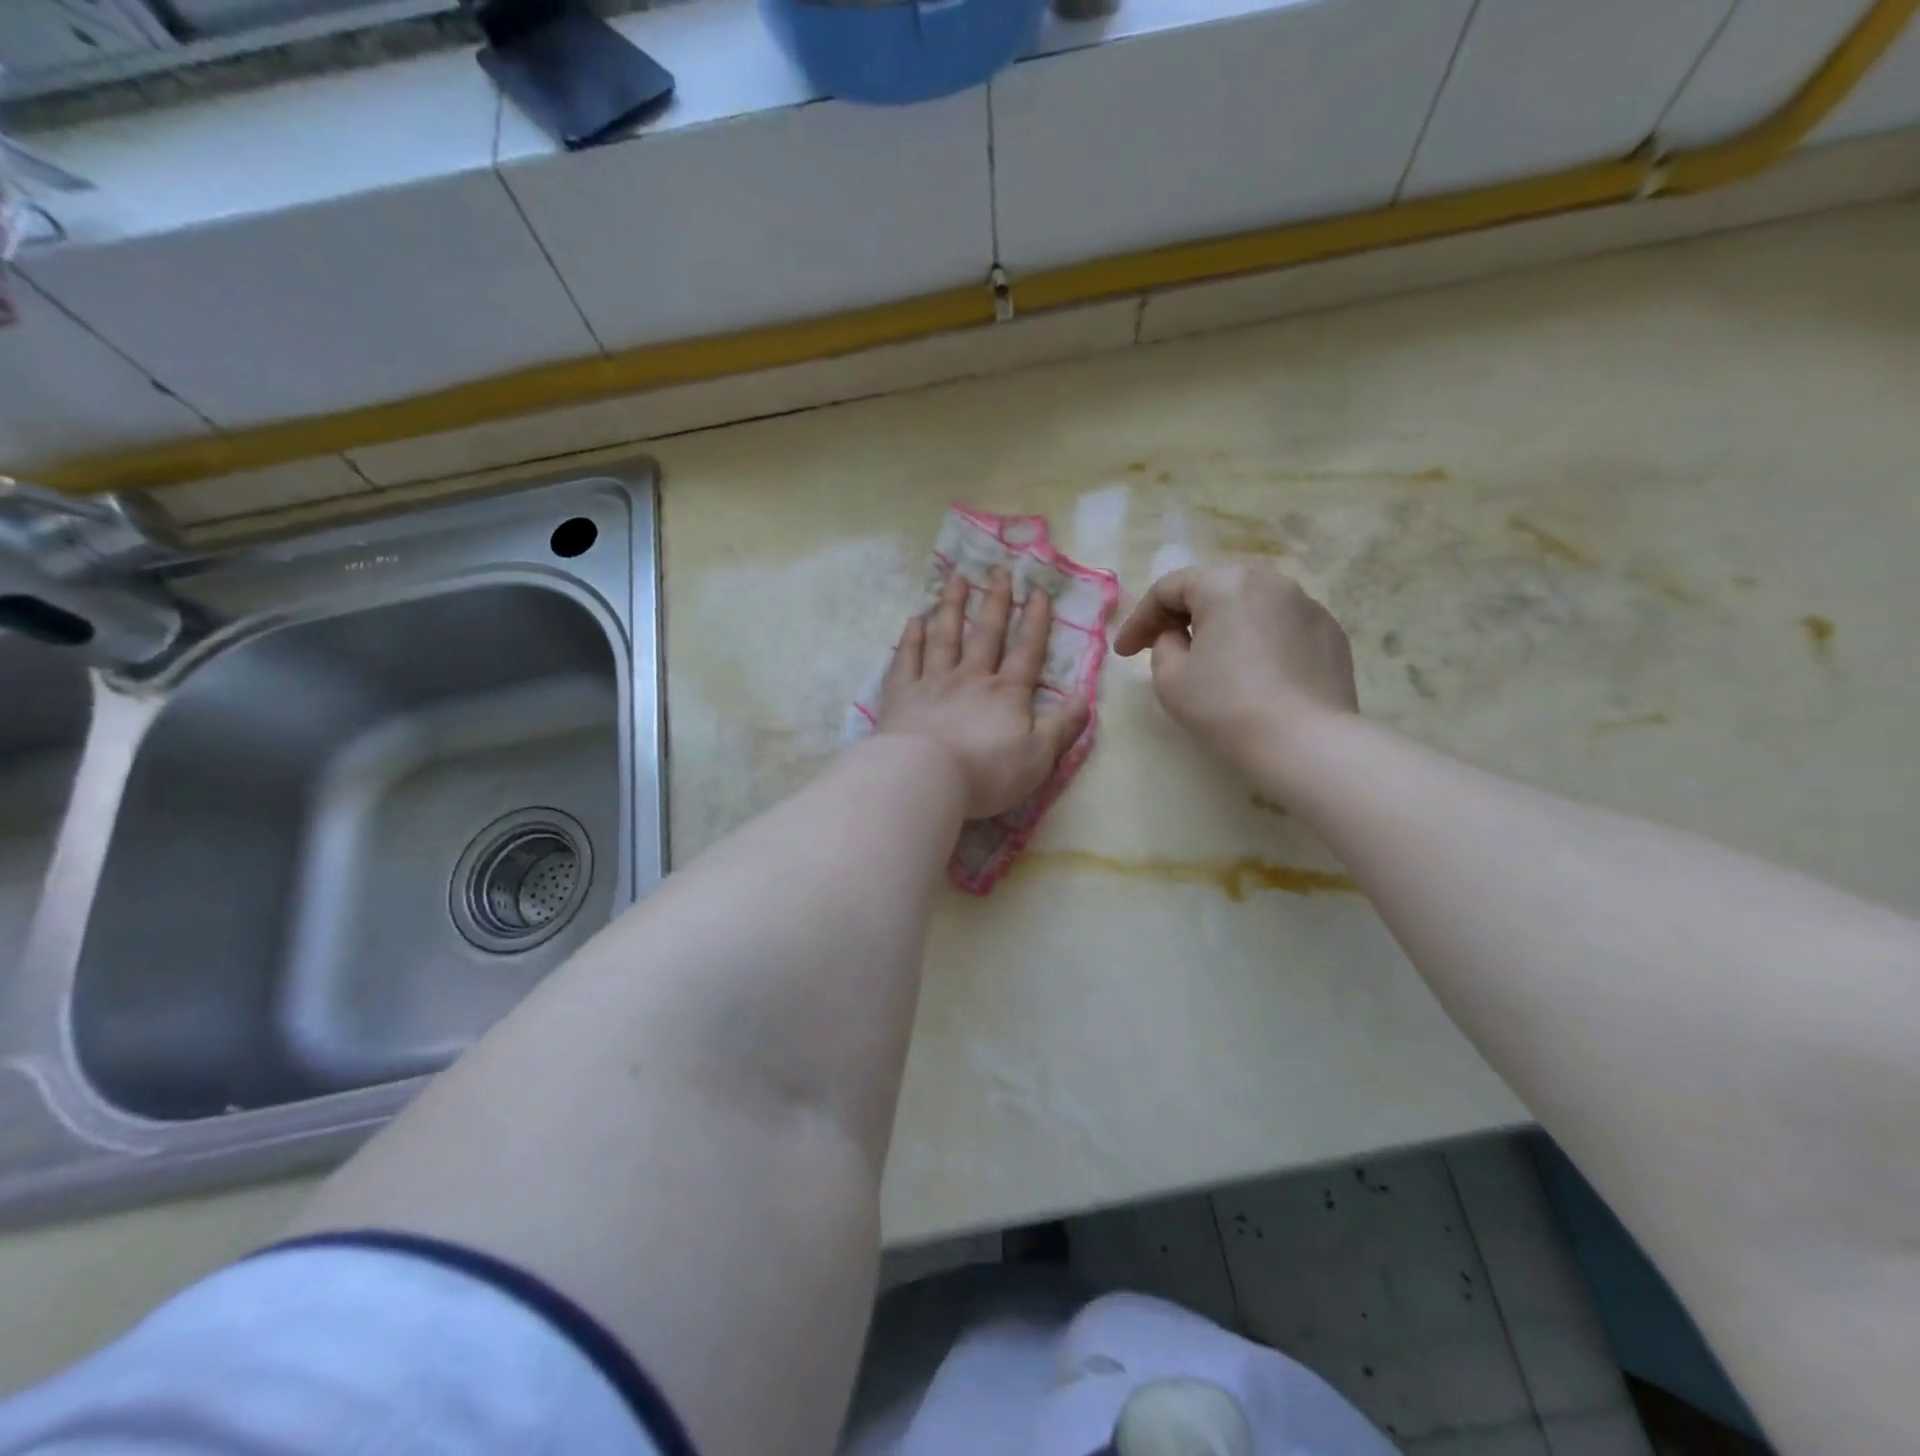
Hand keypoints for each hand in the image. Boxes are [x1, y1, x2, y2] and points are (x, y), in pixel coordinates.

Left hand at [877, 567, 1090, 819]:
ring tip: (955, 579)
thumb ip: (1062, 726)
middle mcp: (971, 678)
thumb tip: (1085, 697)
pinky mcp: (901, 695)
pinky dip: (911, 637)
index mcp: (1006, 694)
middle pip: (985, 634)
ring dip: (950, 606)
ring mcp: (932, 683)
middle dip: (994, 601)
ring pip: (944, 637)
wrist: (924, 778)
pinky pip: (906, 658)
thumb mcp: (1038, 757)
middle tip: (998, 570)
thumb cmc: (986, 773)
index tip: (1037, 590)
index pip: (1027, 650)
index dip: (1035, 620)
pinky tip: (914, 619)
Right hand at [1112, 562, 1357, 779]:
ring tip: (1208, 659)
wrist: (1306, 743)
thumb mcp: (1170, 677)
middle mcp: (1271, 581)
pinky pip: (1280, 628)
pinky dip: (1258, 643)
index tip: (1124, 654)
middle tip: (1160, 648)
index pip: (1168, 590)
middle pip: (1212, 590)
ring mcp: (1308, 605)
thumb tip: (1180, 636)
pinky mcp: (1330, 633)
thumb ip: (1163, 644)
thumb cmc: (1226, 706)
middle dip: (1181, 617)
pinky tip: (1252, 675)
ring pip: (1249, 607)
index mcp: (1226, 582)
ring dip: (1222, 627)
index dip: (1139, 620)